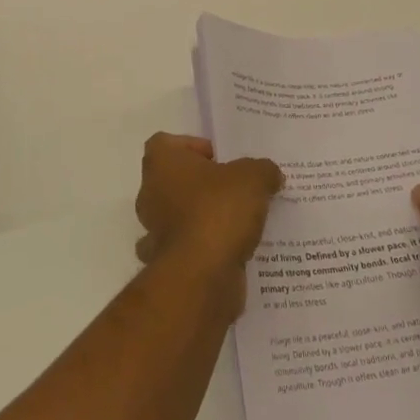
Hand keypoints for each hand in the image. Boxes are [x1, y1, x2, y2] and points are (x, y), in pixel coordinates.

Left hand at [135, 133, 282, 307]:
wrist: (202, 276)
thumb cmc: (218, 211)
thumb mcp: (253, 178)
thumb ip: (262, 170)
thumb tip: (269, 174)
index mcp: (161, 163)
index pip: (166, 143)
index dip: (192, 147)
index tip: (220, 159)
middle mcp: (150, 193)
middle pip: (174, 179)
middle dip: (203, 184)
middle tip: (236, 190)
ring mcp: (154, 231)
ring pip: (180, 215)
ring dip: (204, 217)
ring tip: (240, 222)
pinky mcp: (167, 263)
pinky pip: (188, 248)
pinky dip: (206, 249)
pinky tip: (234, 251)